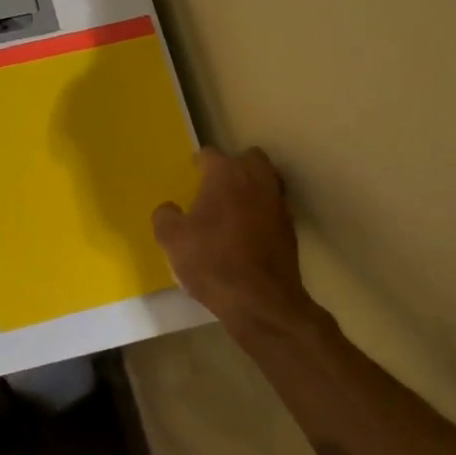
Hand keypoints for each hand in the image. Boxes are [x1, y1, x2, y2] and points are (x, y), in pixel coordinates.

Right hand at [153, 147, 314, 328]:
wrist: (260, 300)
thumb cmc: (211, 261)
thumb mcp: (171, 240)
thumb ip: (165, 216)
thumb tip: (169, 209)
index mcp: (225, 174)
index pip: (210, 154)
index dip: (199, 162)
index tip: (191, 174)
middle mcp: (256, 180)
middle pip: (249, 158)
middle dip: (234, 166)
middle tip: (216, 186)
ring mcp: (278, 203)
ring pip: (267, 180)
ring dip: (252, 186)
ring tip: (234, 207)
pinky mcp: (290, 228)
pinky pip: (274, 207)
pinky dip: (263, 211)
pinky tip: (248, 231)